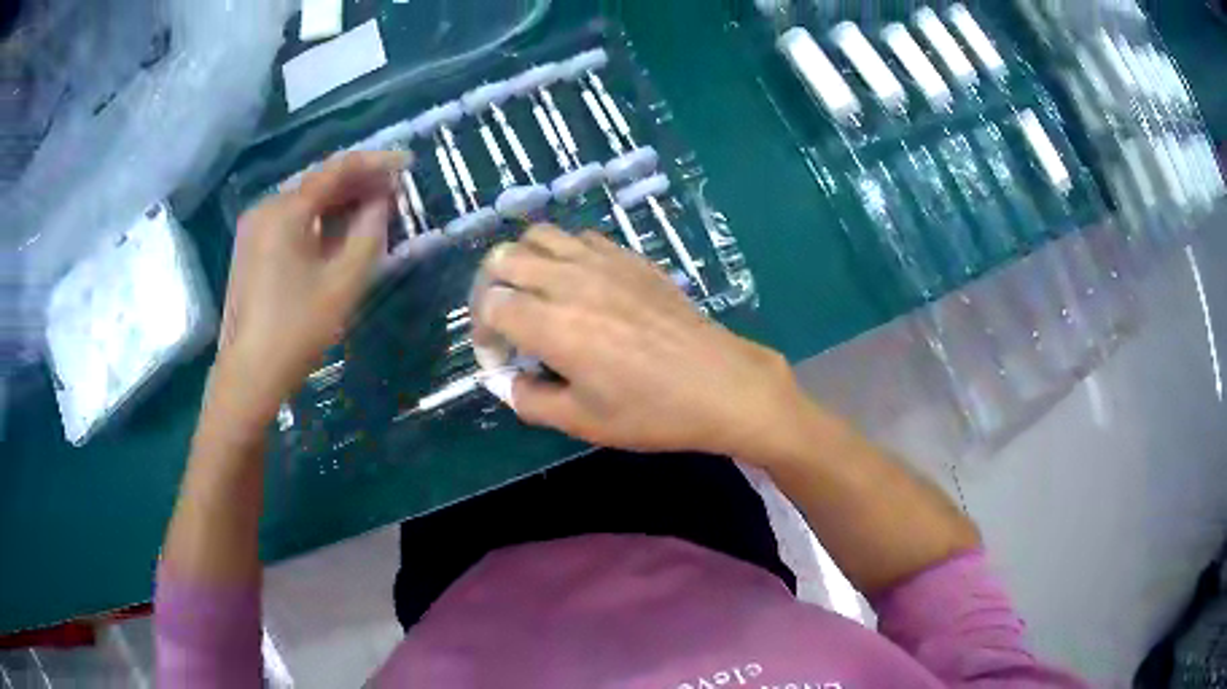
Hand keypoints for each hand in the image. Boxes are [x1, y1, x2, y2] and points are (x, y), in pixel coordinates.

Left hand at [212, 151, 405, 428]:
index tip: (407, 162)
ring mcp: (254, 229)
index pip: (336, 170)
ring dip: (339, 202)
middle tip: (394, 189)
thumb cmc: (297, 329)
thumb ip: (369, 233)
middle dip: (358, 183)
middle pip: (318, 183)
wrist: (250, 374)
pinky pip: (291, 221)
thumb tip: (381, 202)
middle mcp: (265, 208)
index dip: (375, 163)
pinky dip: (318, 220)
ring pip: (305, 202)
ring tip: (374, 207)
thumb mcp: (343, 282)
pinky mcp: (251, 249)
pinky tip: (340, 230)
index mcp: (285, 210)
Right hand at [474, 225, 803, 459]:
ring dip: (522, 261)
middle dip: (489, 288)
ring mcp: (602, 262)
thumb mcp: (582, 422)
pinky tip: (575, 282)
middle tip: (503, 321)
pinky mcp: (630, 256)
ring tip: (532, 293)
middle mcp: (570, 281)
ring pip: (539, 236)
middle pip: (504, 258)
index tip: (498, 358)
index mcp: (553, 325)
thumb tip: (508, 381)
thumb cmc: (651, 411)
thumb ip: (530, 400)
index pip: (490, 304)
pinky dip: (561, 252)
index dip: (481, 332)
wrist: (720, 384)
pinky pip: (579, 237)